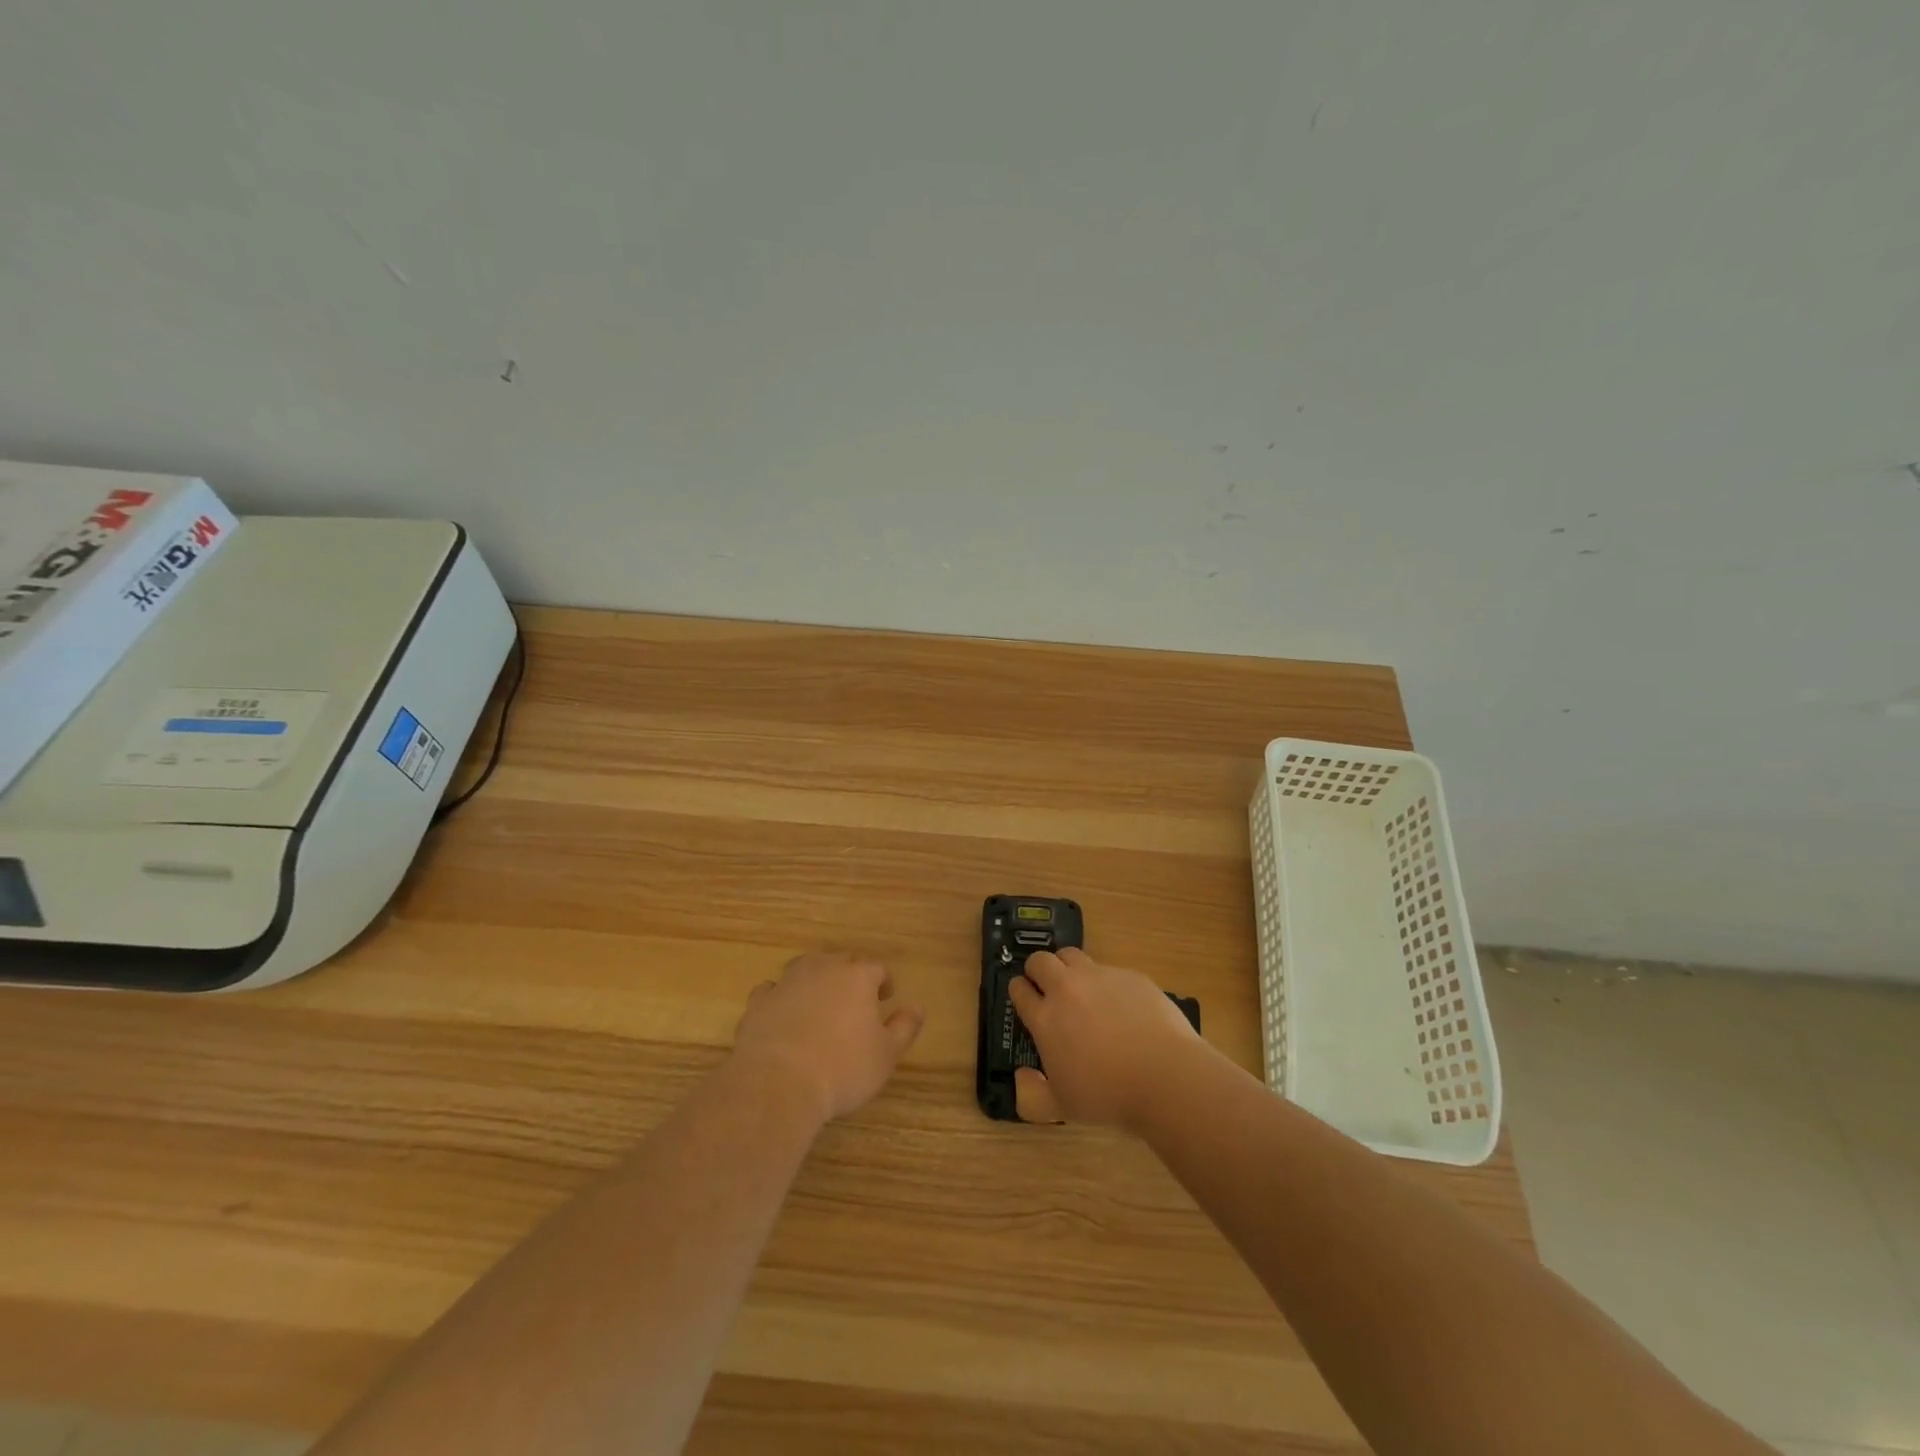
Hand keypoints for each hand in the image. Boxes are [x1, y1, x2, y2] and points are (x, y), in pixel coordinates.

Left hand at [730, 951, 924, 1123]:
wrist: (777, 1083)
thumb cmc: (842, 1068)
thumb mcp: (886, 1055)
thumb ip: (904, 1027)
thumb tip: (917, 1007)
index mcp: (857, 977)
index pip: (876, 967)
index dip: (883, 981)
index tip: (885, 997)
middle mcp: (822, 970)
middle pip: (840, 960)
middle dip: (850, 975)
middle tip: (855, 999)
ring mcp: (787, 983)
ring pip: (805, 967)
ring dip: (814, 979)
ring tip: (819, 1001)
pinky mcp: (758, 1002)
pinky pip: (772, 990)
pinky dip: (780, 997)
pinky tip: (783, 1015)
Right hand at [1009, 947, 1199, 1130]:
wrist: (1165, 1076)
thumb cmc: (1108, 1096)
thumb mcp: (1061, 1108)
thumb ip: (1032, 1095)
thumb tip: (1022, 1075)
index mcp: (1046, 1018)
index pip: (1019, 988)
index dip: (1019, 990)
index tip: (1024, 998)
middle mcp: (1067, 989)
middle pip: (1040, 960)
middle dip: (1037, 970)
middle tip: (1047, 987)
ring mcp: (1100, 977)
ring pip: (1072, 955)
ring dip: (1068, 967)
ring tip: (1080, 989)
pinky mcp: (1129, 975)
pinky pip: (1109, 970)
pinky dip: (1106, 982)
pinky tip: (1122, 1006)